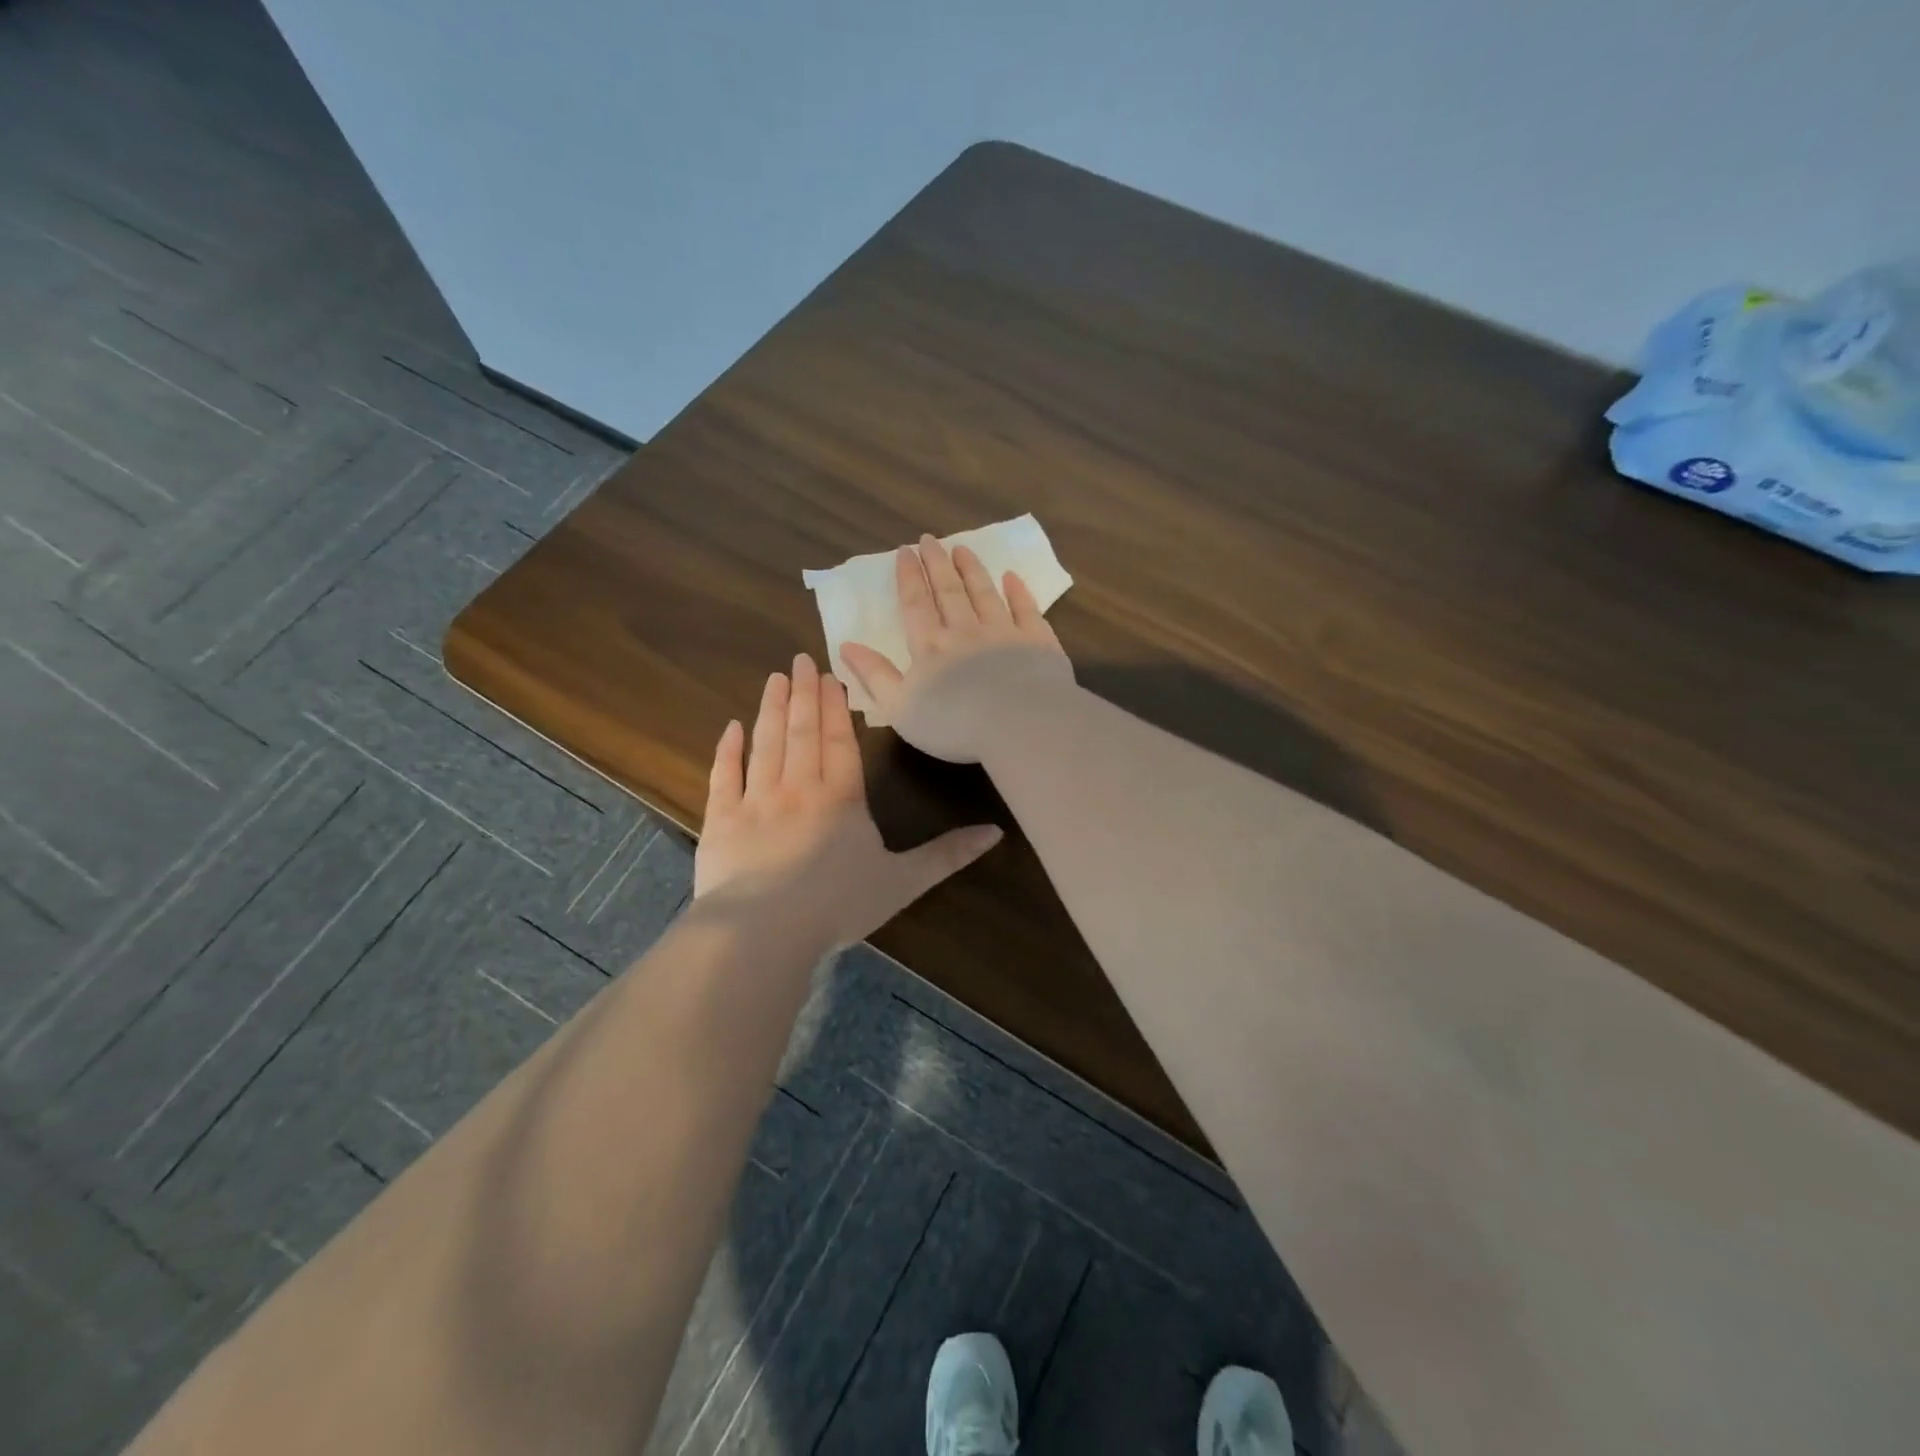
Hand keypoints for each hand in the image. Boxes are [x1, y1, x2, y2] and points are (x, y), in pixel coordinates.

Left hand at [693, 653, 1002, 948]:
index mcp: (841, 797)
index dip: (835, 706)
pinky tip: (730, 727)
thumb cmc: (838, 904)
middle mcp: (799, 787)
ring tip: (774, 678)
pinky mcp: (721, 820)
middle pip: (802, 731)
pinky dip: (728, 750)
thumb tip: (996, 832)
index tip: (829, 675)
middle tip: (800, 659)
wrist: (765, 930)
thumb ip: (947, 855)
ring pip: (766, 743)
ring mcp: (756, 800)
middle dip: (803, 693)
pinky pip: (724, 776)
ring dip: (770, 708)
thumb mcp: (903, 882)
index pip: (839, 740)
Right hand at [839, 535, 1073, 763]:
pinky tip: (1012, 577)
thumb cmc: (954, 724)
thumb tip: (846, 645)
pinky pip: (1026, 609)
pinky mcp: (1037, 642)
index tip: (904, 552)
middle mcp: (966, 630)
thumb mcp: (900, 708)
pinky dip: (1018, 592)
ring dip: (972, 570)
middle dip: (937, 564)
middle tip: (929, 539)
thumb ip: (874, 675)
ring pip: (985, 593)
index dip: (909, 577)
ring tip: (963, 548)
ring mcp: (1004, 633)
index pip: (916, 604)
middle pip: (949, 590)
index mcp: (931, 646)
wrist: (1019, 726)